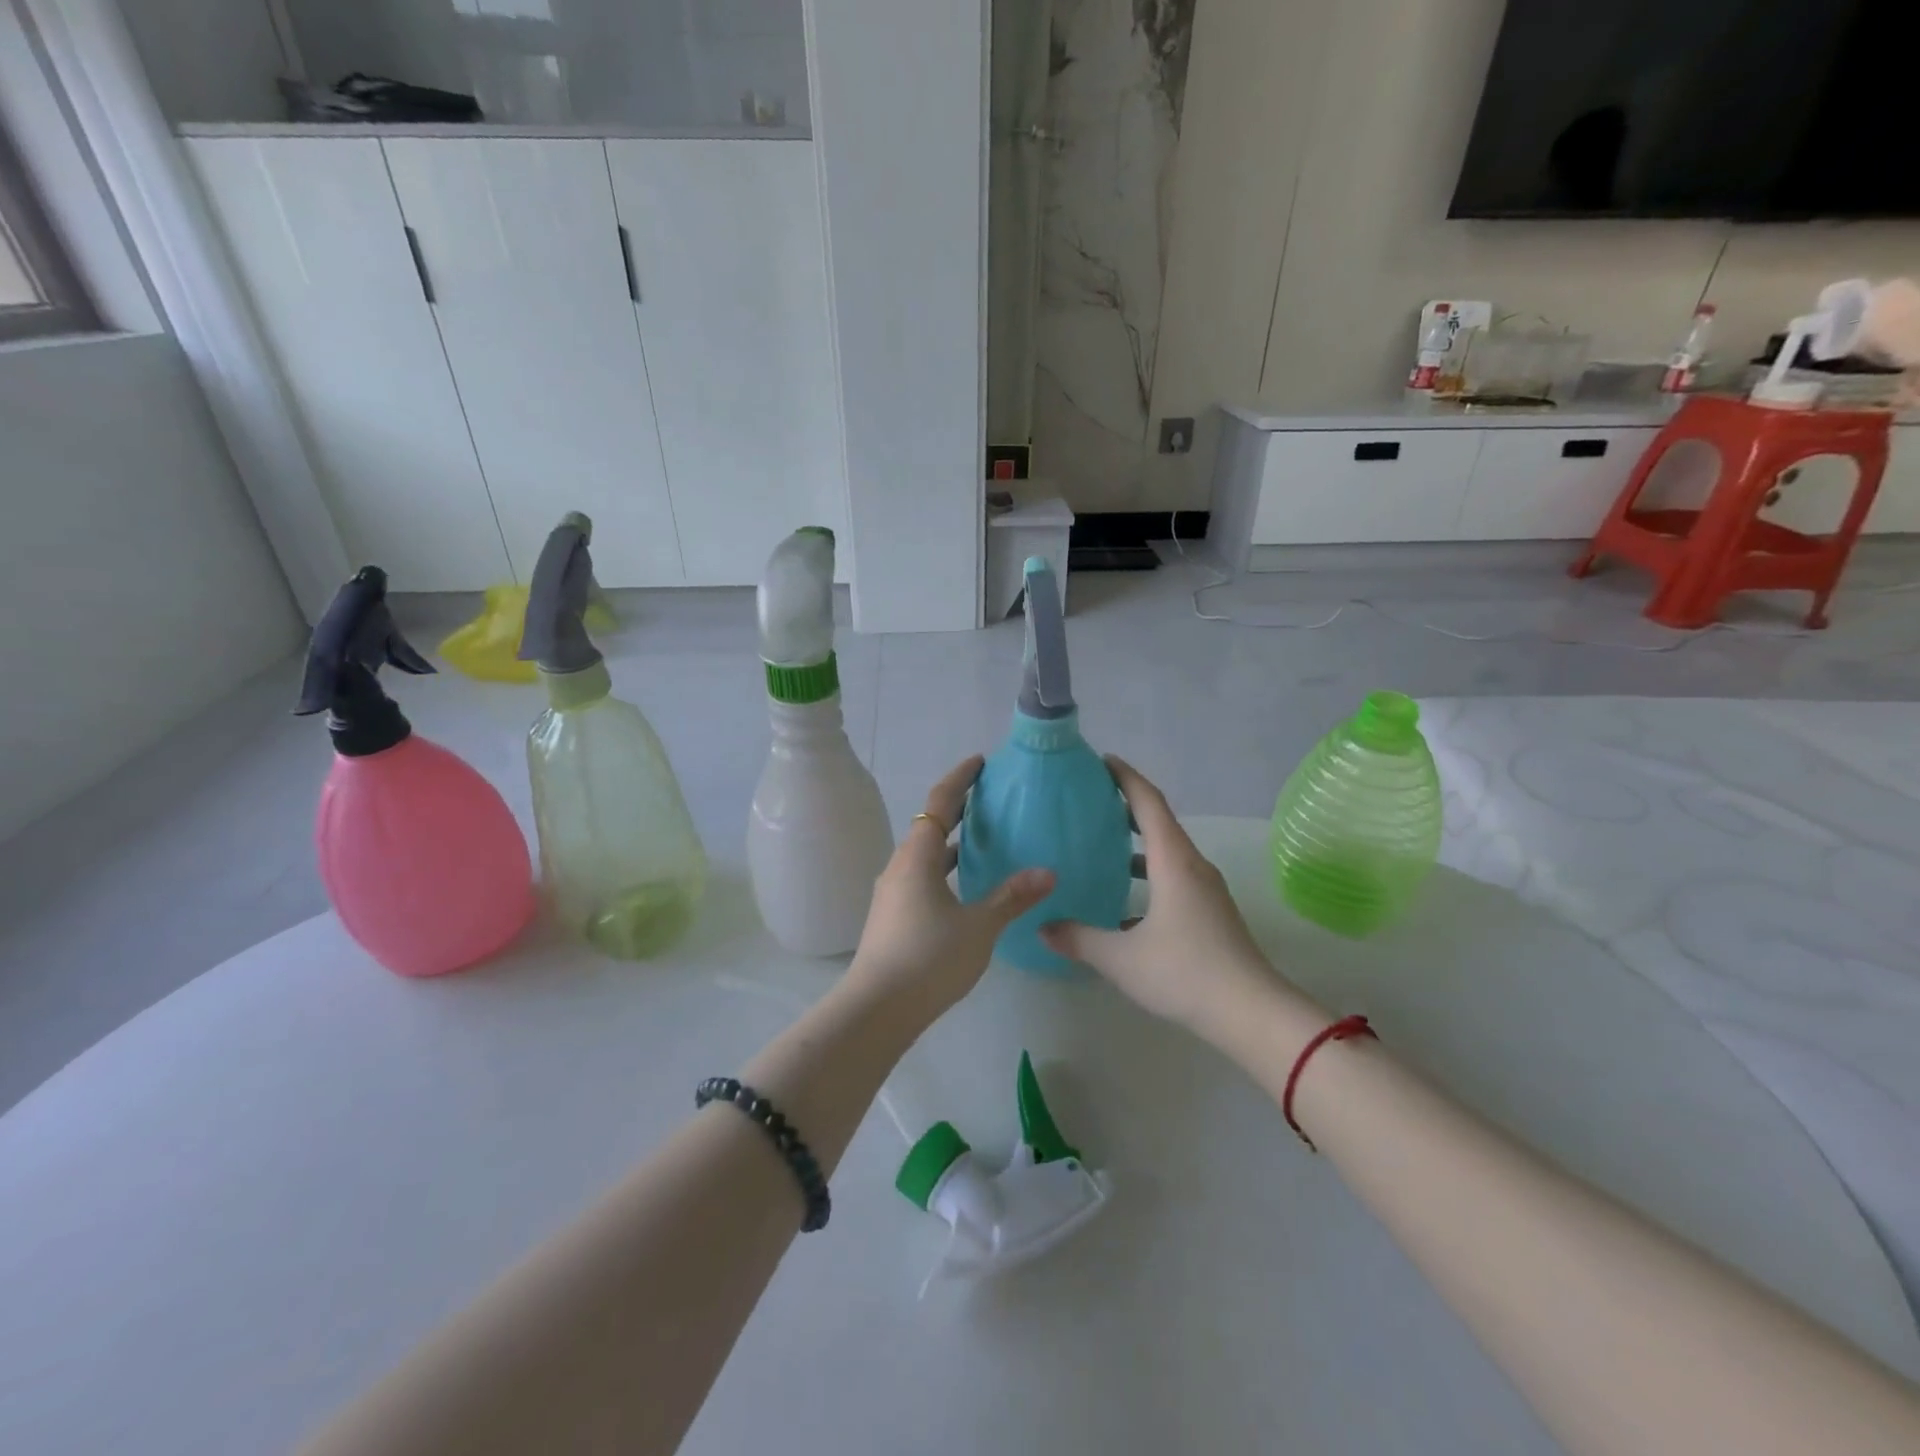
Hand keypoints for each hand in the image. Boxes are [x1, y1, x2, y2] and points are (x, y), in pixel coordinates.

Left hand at [844, 756, 1053, 1025]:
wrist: (876, 1009)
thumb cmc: (929, 958)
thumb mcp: (978, 926)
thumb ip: (1012, 897)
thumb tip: (1048, 872)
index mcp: (918, 856)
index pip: (940, 803)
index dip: (960, 779)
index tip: (980, 763)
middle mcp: (900, 866)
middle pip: (930, 826)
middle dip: (959, 810)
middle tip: (990, 800)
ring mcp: (892, 893)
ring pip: (925, 856)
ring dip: (951, 843)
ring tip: (984, 841)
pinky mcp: (892, 917)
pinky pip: (922, 878)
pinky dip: (944, 870)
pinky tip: (965, 889)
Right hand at [1041, 758, 1283, 1042]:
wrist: (1252, 1013)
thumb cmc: (1185, 972)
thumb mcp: (1121, 958)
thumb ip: (1079, 939)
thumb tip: (1043, 927)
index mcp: (1173, 862)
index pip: (1148, 803)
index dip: (1125, 777)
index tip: (1101, 761)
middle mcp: (1192, 866)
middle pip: (1159, 822)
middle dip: (1126, 806)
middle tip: (1090, 801)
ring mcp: (1205, 890)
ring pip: (1167, 851)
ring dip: (1137, 843)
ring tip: (1100, 845)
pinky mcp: (1210, 912)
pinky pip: (1174, 876)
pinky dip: (1147, 873)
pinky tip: (1123, 902)